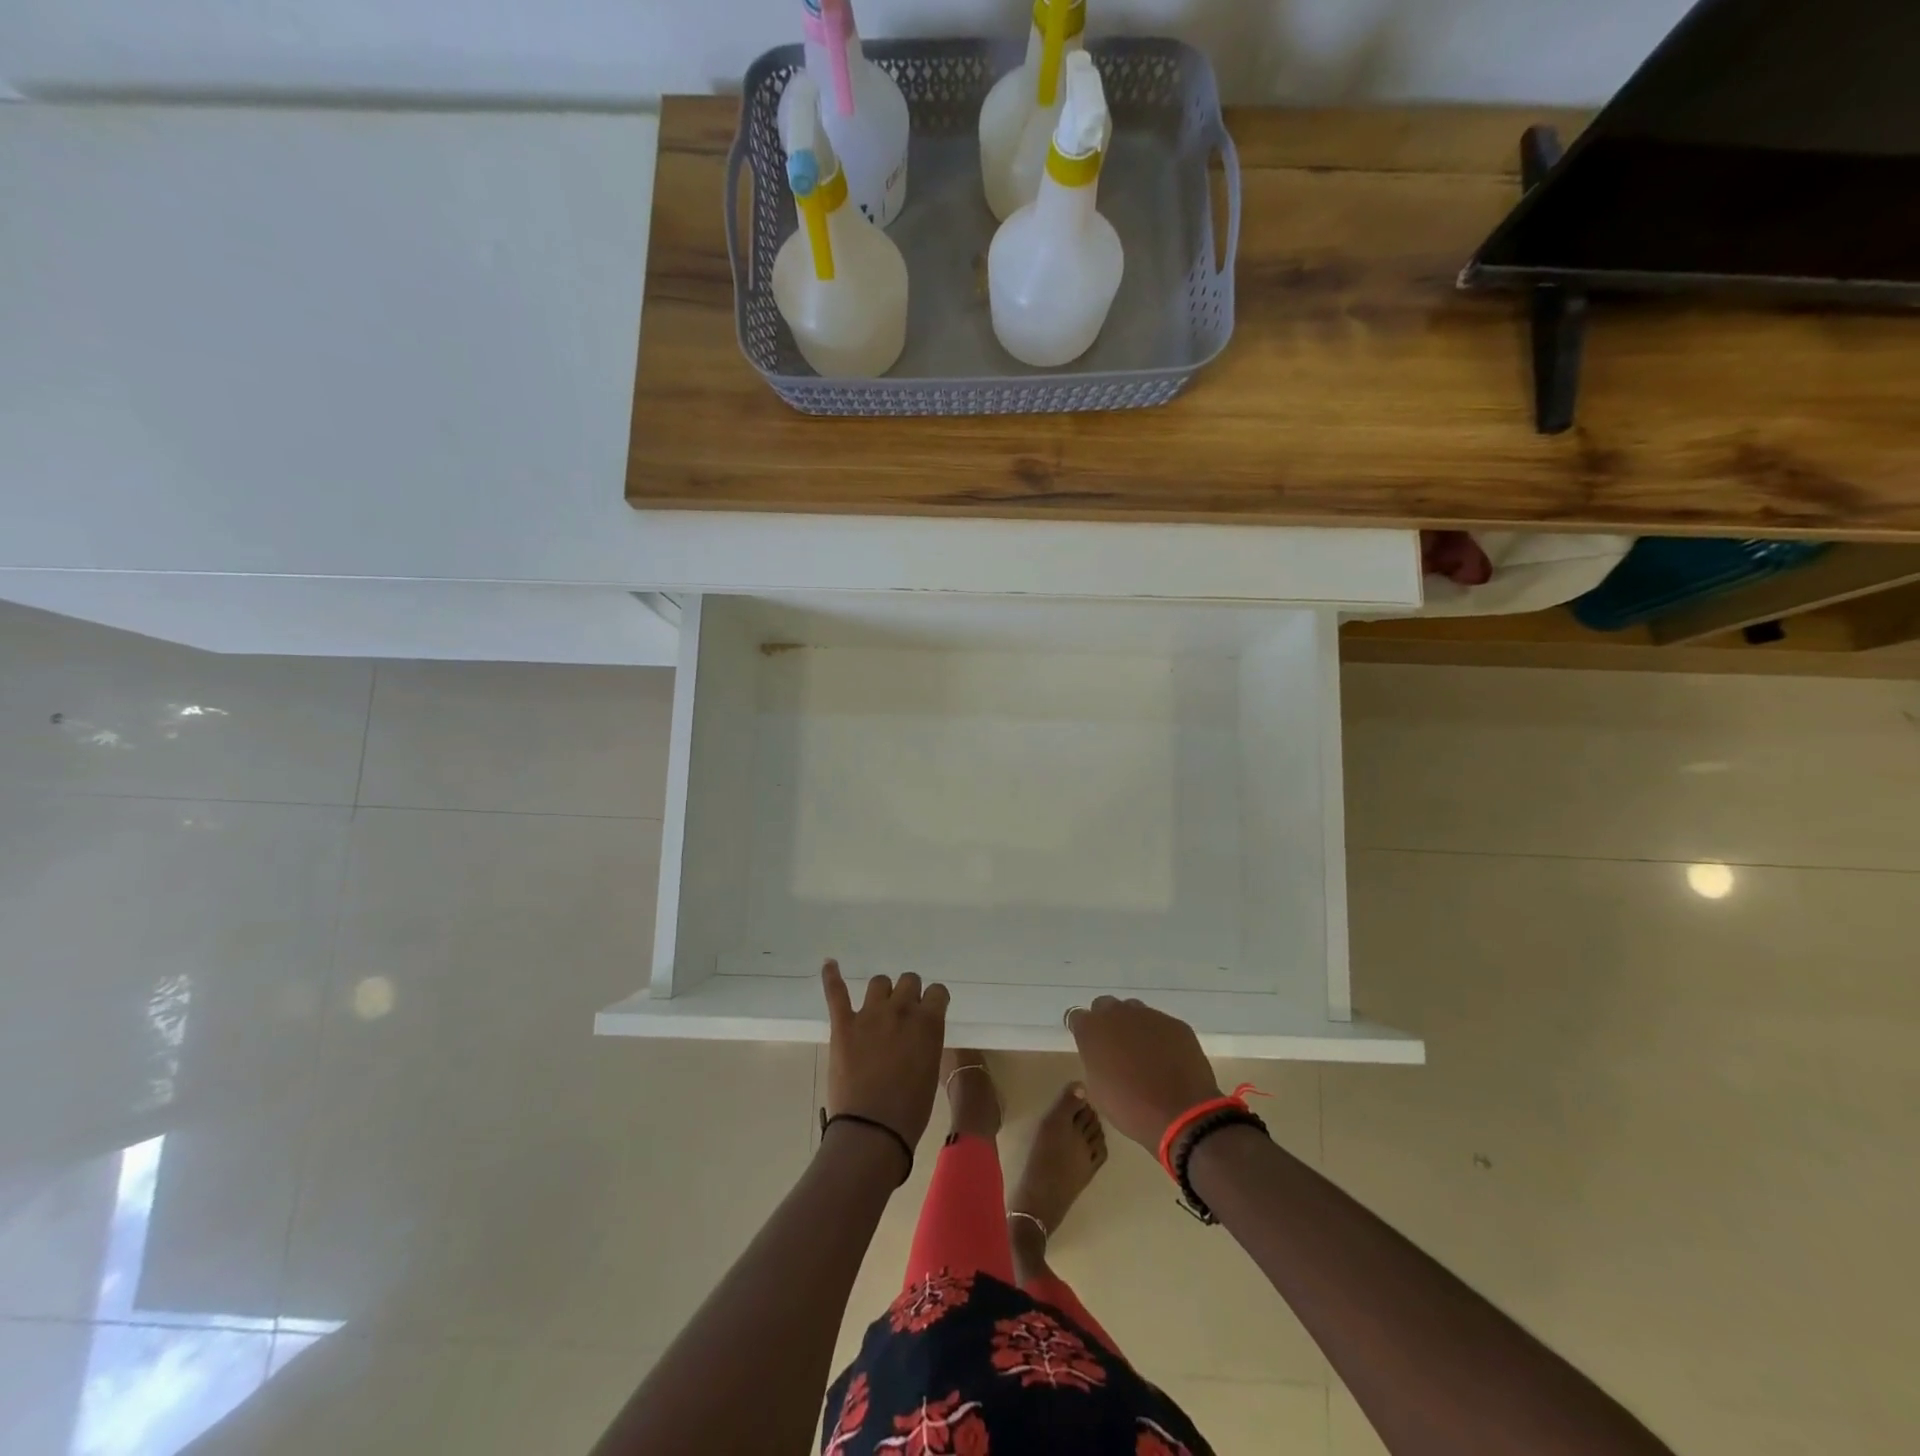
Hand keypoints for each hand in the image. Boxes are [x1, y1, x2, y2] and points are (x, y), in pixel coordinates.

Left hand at [821, 960, 948, 1152]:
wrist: (873, 1129)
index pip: (937, 992)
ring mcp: (870, 1014)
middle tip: (903, 1016)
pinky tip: (829, 964)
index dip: (933, 1001)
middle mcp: (902, 1010)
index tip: (929, 1011)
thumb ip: (926, 1041)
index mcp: (928, 1022)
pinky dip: (832, 976)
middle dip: (909, 994)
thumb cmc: (910, 1110)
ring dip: (882, 992)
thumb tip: (917, 1034)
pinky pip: (836, 992)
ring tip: (879, 1007)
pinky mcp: (843, 1024)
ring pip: (879, 982)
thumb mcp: (930, 1069)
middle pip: (909, 981)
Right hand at [1066, 996, 1220, 1150]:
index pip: (1077, 1017)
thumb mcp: (1098, 1092)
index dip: (1083, 1031)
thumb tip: (1101, 1059)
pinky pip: (1161, 1024)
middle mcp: (1118, 1013)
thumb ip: (1094, 1064)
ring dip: (1133, 1026)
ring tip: (1143, 1054)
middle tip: (1115, 1048)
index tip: (1089, 1046)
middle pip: (1105, 1006)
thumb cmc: (1131, 1109)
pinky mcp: (1175, 1024)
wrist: (1182, 1115)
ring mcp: (1149, 1015)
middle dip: (1107, 1022)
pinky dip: (1160, 1037)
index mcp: (1092, 1030)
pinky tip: (1167, 1060)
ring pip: (1134, 1011)